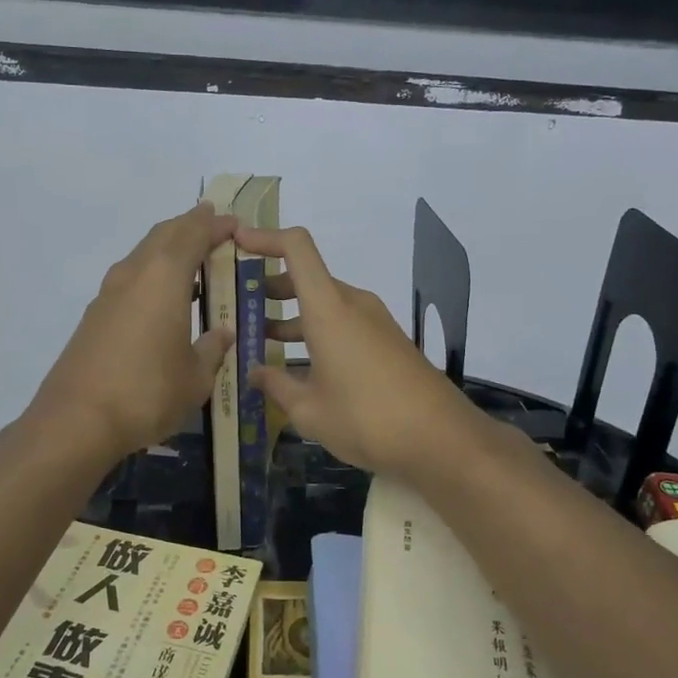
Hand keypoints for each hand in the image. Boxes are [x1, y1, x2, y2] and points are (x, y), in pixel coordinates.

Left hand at [30, 203, 237, 461]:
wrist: (76, 421)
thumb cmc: (148, 393)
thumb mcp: (196, 377)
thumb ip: (213, 349)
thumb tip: (222, 333)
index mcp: (164, 277)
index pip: (193, 234)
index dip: (215, 225)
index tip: (234, 222)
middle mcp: (135, 274)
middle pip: (164, 234)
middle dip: (190, 226)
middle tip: (214, 229)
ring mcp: (109, 294)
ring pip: (143, 254)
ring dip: (168, 249)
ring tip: (194, 262)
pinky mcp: (94, 316)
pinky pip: (131, 279)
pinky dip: (152, 275)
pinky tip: (164, 299)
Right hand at [237, 226, 487, 477]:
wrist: (442, 439)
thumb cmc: (367, 419)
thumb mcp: (310, 411)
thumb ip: (277, 386)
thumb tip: (255, 373)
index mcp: (329, 309)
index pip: (296, 247)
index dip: (264, 238)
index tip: (235, 243)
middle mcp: (352, 304)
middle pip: (305, 277)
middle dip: (269, 287)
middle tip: (237, 305)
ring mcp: (373, 322)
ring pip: (323, 303)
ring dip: (291, 314)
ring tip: (259, 338)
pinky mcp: (387, 341)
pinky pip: (342, 323)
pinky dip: (315, 331)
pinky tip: (299, 364)